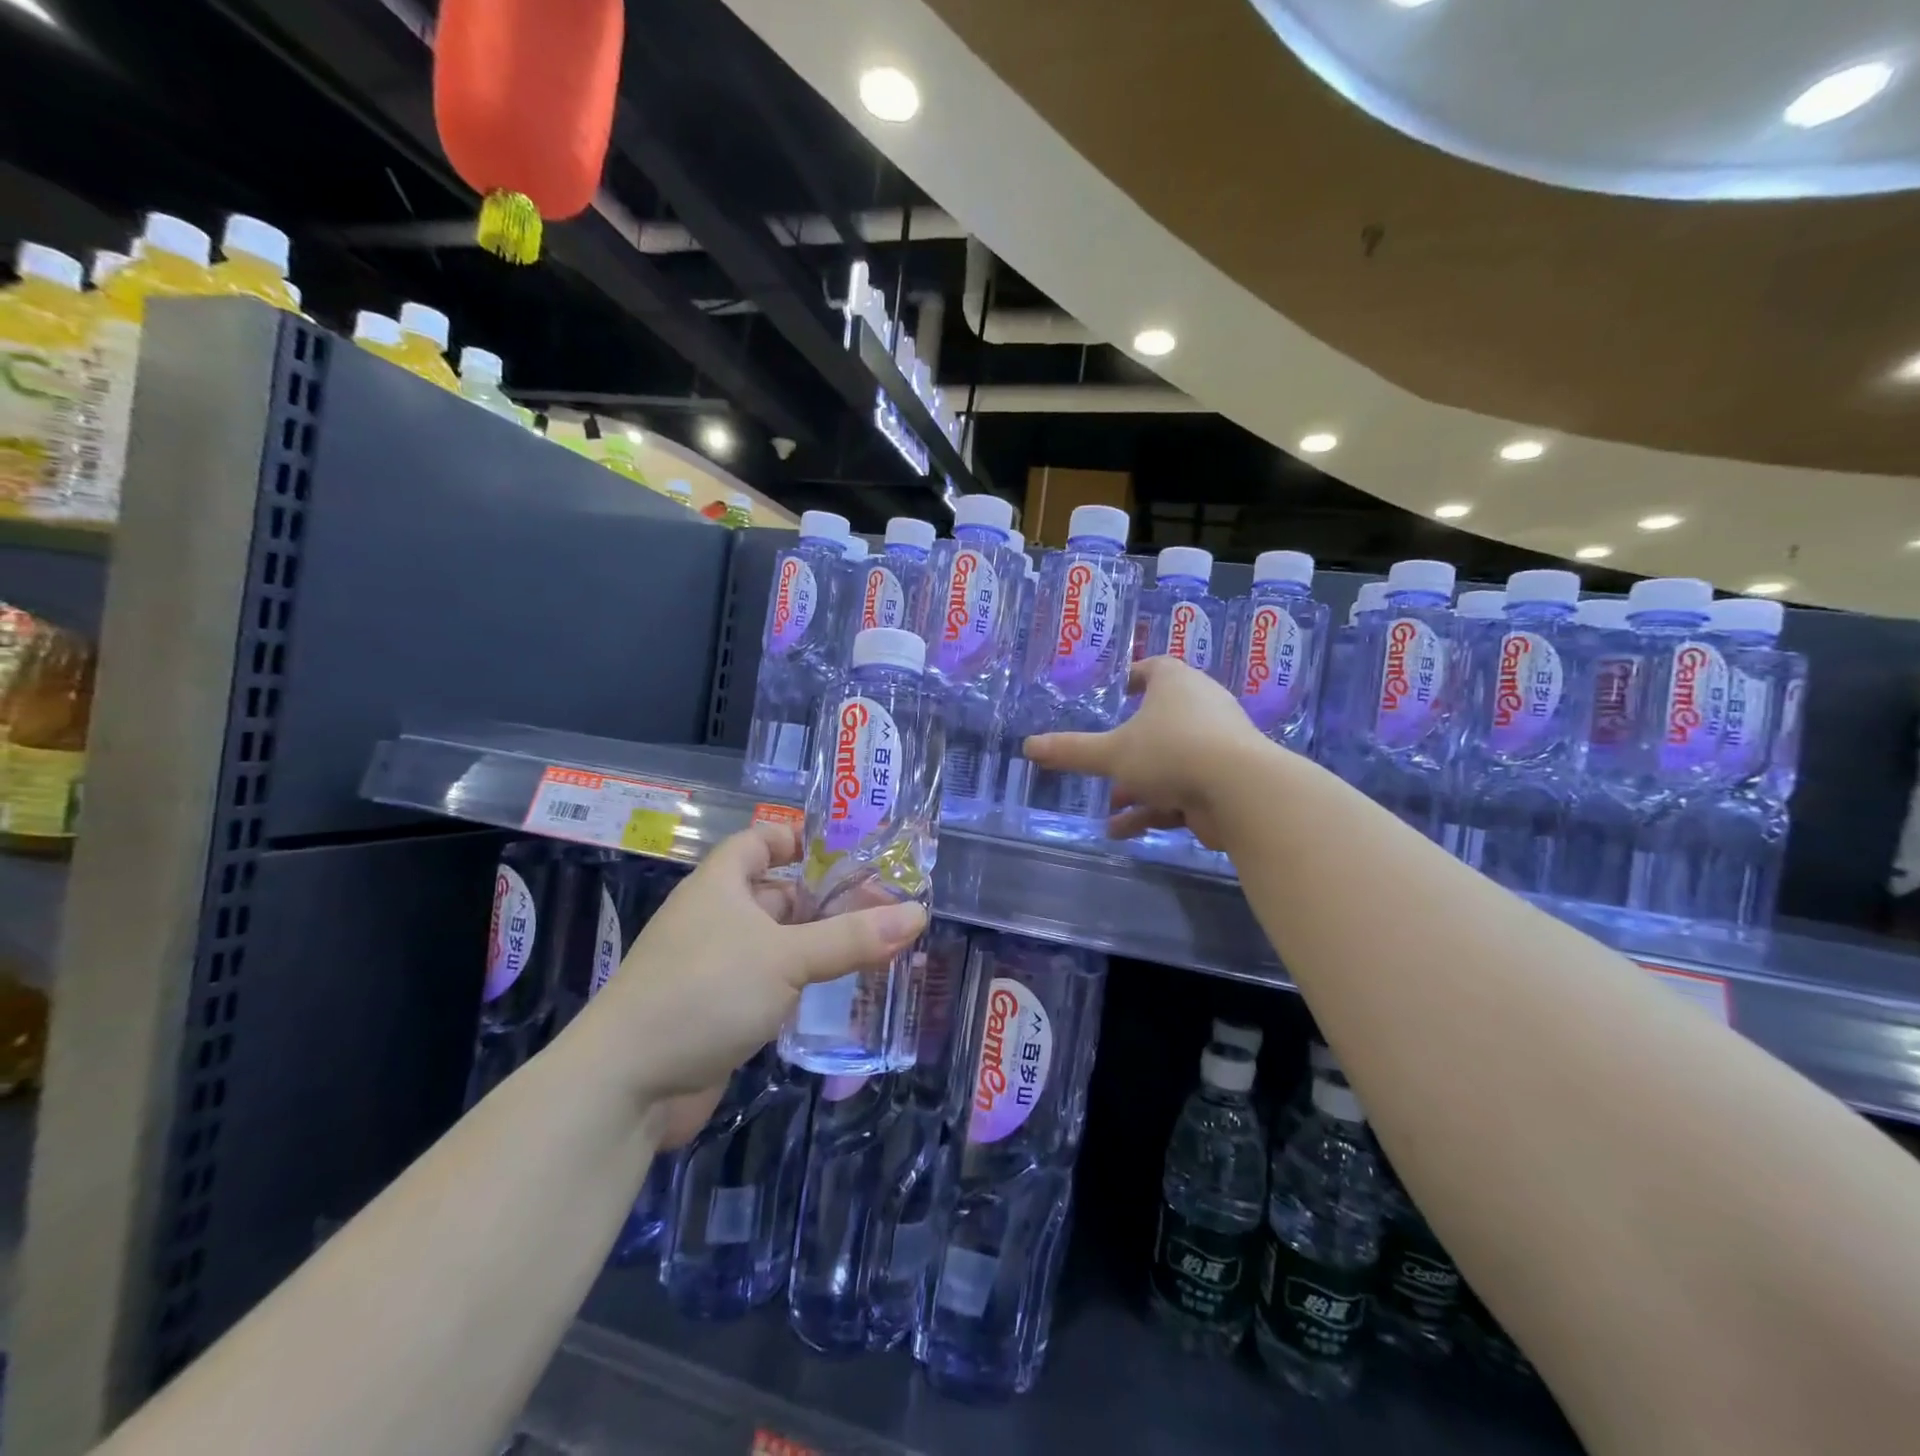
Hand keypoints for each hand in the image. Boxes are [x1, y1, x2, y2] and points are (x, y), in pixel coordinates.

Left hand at [587, 823, 925, 1141]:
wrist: (626, 1086)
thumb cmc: (705, 992)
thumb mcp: (785, 957)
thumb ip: (852, 937)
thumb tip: (917, 914)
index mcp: (719, 885)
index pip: (758, 841)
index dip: (796, 837)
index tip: (845, 849)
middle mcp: (715, 918)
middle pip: (776, 893)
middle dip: (824, 898)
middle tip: (882, 907)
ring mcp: (713, 967)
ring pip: (775, 942)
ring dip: (816, 945)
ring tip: (874, 948)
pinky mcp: (717, 1011)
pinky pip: (767, 983)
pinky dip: (799, 983)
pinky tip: (835, 993)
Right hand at [1024, 655, 1272, 848]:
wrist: (1241, 791)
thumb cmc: (1172, 752)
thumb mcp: (1113, 753)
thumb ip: (1071, 751)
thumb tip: (1027, 746)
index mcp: (1176, 684)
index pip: (1153, 668)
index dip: (1133, 677)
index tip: (1118, 690)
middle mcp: (1200, 707)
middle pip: (1159, 721)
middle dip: (1127, 747)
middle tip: (1103, 760)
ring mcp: (1216, 746)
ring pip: (1168, 763)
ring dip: (1137, 786)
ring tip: (1108, 807)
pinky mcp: (1223, 782)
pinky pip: (1181, 791)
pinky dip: (1154, 809)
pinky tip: (1120, 831)